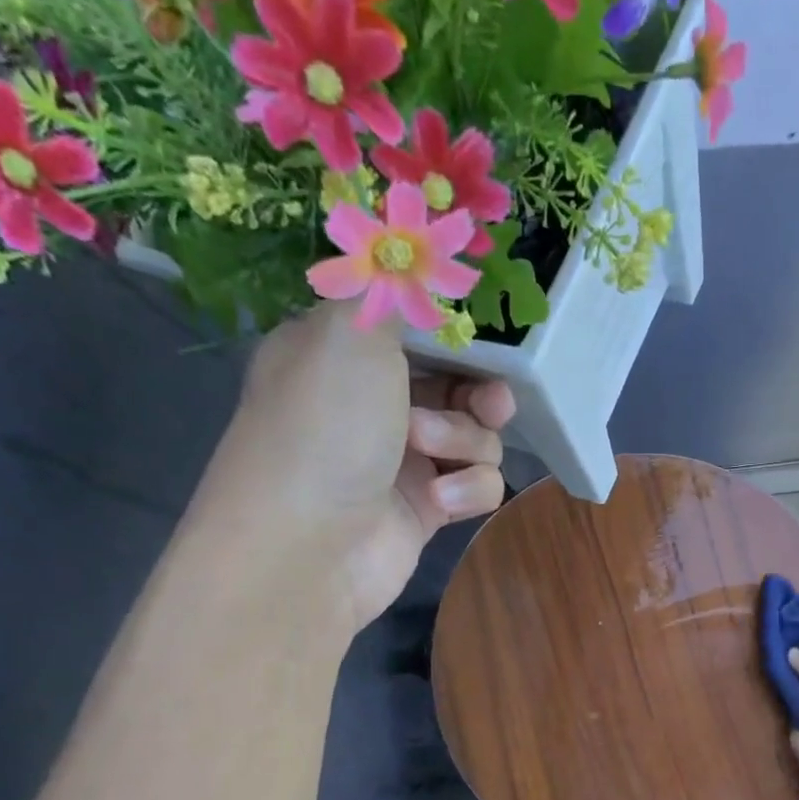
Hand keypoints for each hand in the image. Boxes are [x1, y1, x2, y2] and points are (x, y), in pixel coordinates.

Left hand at [191, 302, 514, 635]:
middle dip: (479, 393)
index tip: (482, 338)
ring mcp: (402, 459)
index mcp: (343, 353)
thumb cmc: (326, 428)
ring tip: (429, 457)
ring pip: (476, 436)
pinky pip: (476, 485)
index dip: (457, 333)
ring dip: (464, 443)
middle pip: (459, 383)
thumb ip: (390, 289)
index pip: (415, 327)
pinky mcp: (426, 508)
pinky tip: (437, 504)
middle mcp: (373, 402)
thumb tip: (408, 251)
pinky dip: (466, 491)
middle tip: (490, 402)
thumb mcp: (351, 333)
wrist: (308, 548)